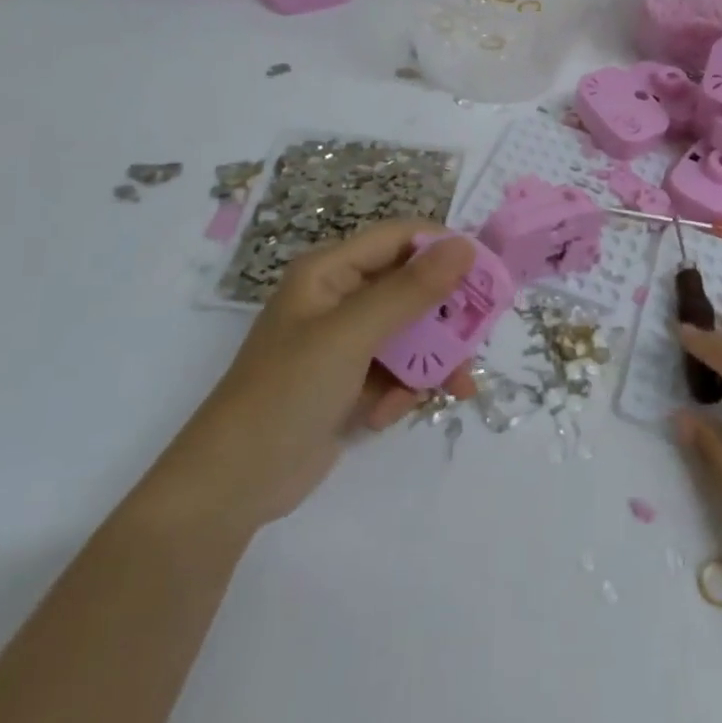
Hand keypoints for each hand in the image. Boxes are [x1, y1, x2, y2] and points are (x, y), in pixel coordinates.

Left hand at [148, 222, 476, 535]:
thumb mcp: (352, 335)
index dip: (444, 250)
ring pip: (412, 333)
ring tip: (455, 389)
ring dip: (431, 361)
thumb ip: (411, 290)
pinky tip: (388, 415)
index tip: (487, 275)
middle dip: (445, 317)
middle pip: (412, 289)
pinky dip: (403, 390)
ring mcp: (345, 343)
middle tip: (478, 340)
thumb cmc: (288, 391)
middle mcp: (340, 299)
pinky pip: (397, 370)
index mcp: (330, 272)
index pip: (400, 239)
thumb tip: (465, 245)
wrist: (234, 484)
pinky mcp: (351, 382)